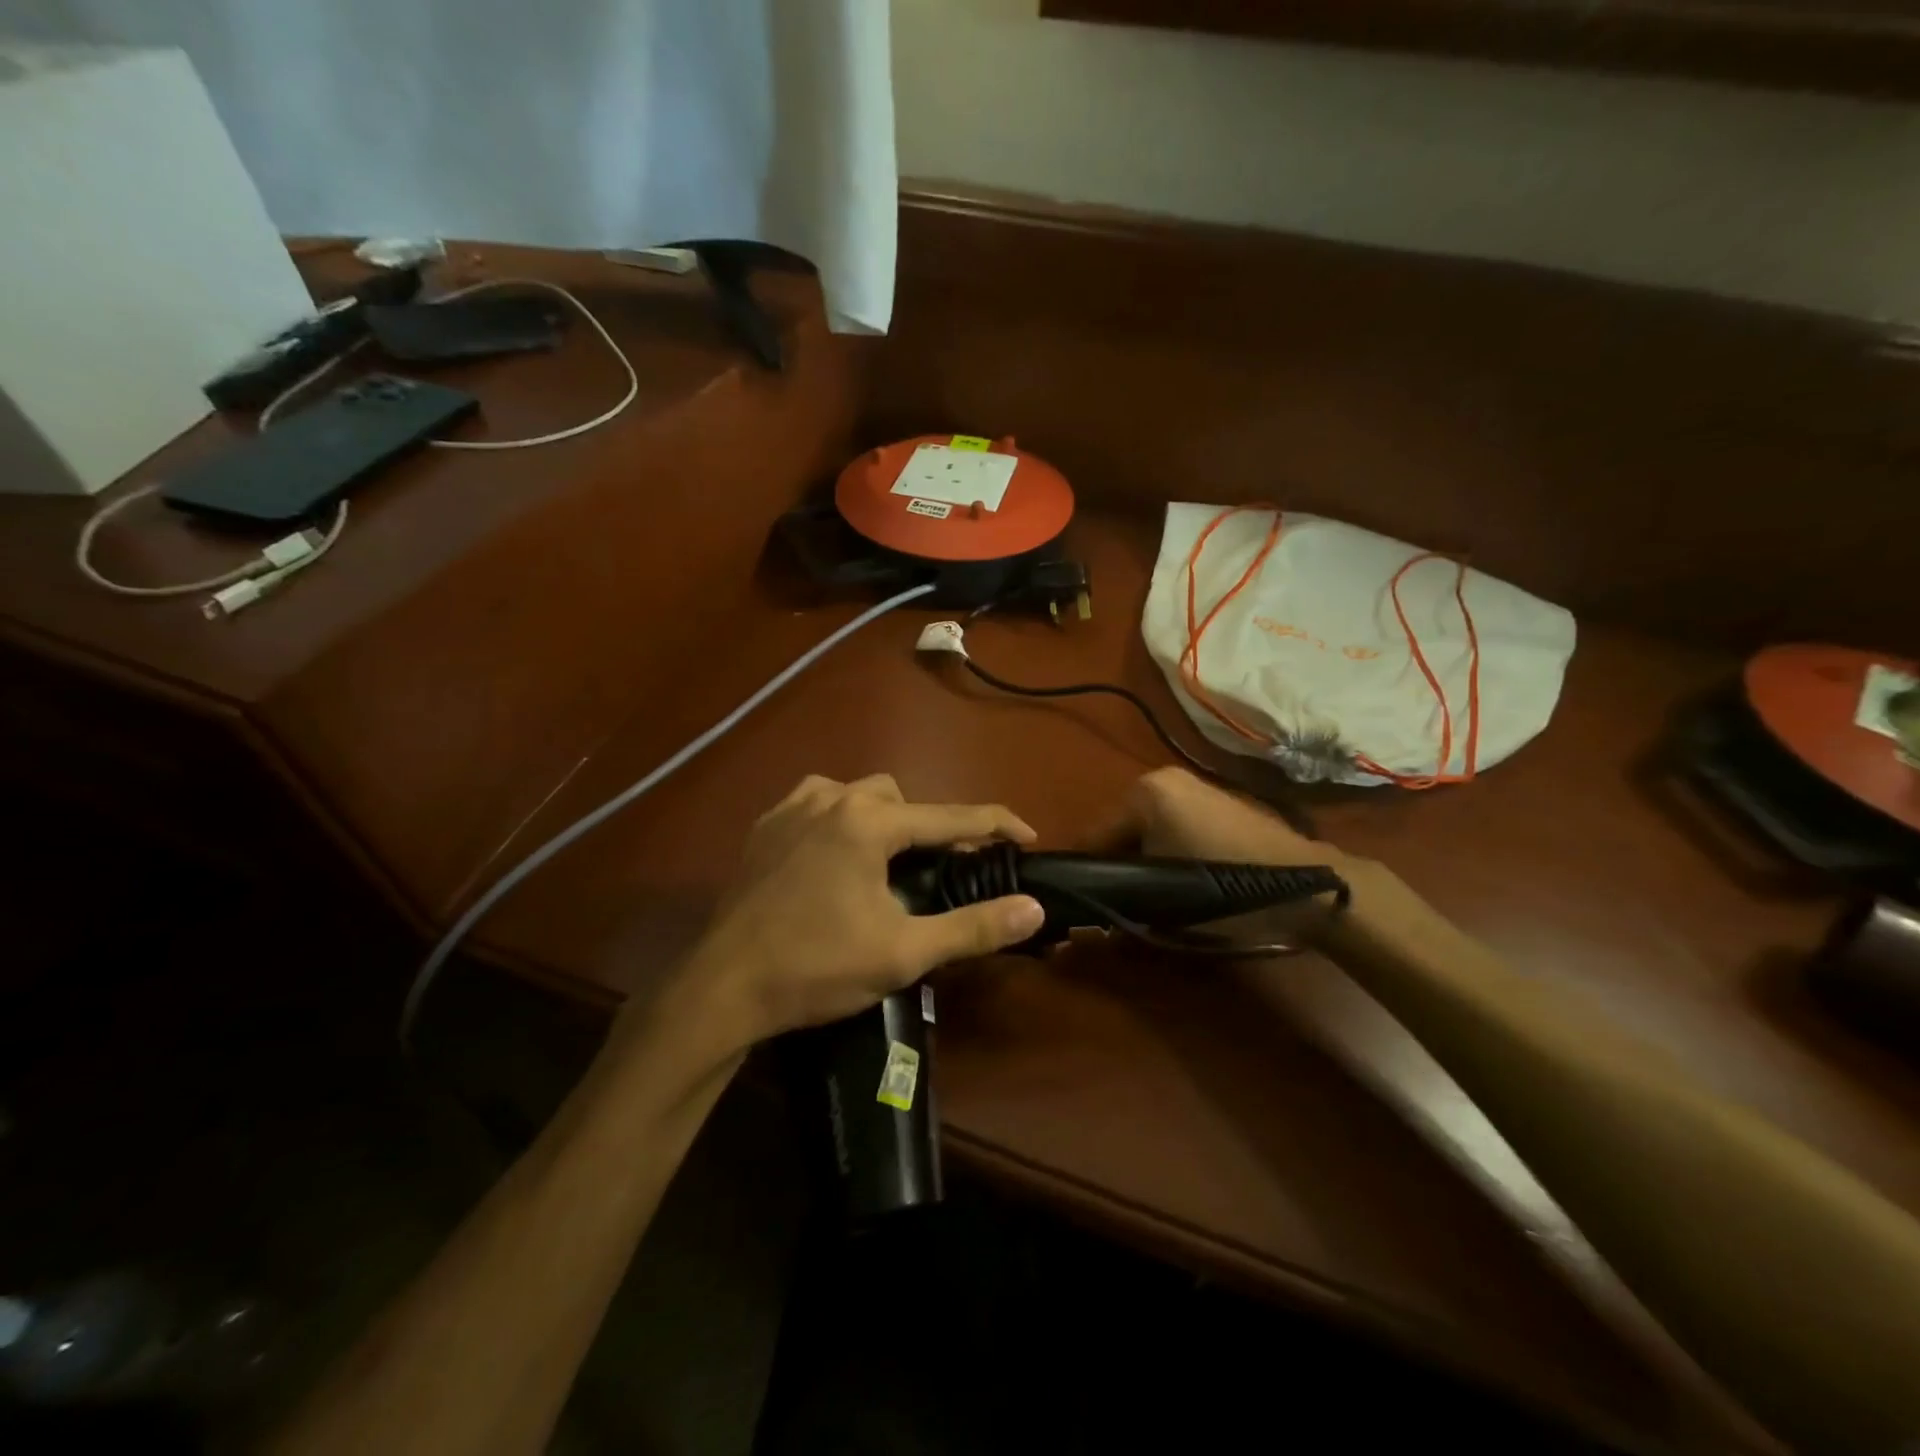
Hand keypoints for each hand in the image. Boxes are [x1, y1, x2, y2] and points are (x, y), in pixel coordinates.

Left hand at [678, 774, 1045, 1052]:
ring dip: (882, 818)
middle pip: (901, 797)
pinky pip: (816, 804)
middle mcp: (830, 798)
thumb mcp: (903, 952)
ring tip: (887, 862)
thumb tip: (1032, 908)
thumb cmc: (817, 967)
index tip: (1027, 835)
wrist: (723, 988)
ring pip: (855, 794)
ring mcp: (790, 808)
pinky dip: (840, 820)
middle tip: (940, 868)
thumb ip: (972, 927)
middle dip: (928, 825)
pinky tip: (836, 857)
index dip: (995, 823)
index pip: (949, 815)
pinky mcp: (764, 827)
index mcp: (868, 822)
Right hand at [1097, 769, 1390, 948]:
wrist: (1304, 883)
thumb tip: (1089, 917)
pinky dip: (1170, 847)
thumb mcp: (1165, 899)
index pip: (1094, 836)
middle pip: (1122, 828)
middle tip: (1121, 902)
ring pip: (1149, 827)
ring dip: (1146, 856)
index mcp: (1143, 794)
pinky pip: (1175, 823)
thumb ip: (1121, 900)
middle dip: (1119, 863)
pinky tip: (1182, 876)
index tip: (1085, 904)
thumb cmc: (1225, 885)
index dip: (1087, 874)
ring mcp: (1194, 786)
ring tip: (1153, 894)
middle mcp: (1163, 779)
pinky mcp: (1218, 799)